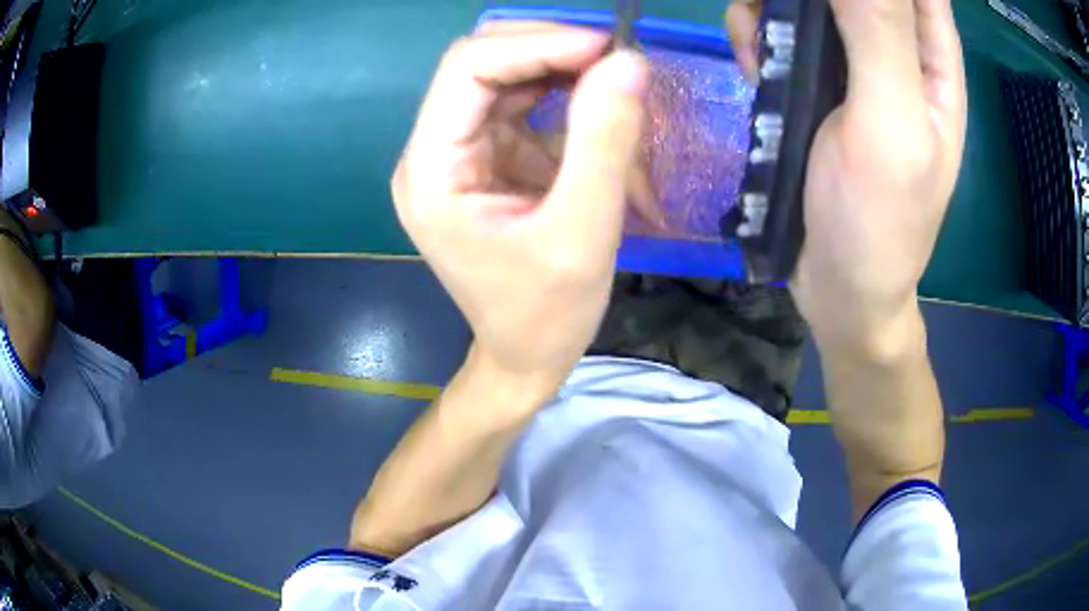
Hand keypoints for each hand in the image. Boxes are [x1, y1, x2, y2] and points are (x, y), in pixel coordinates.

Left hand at [392, 22, 648, 388]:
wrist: (526, 357)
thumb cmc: (547, 315)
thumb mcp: (583, 234)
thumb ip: (604, 143)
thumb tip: (627, 63)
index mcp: (431, 171)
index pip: (468, 69)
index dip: (537, 44)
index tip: (606, 48)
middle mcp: (432, 153)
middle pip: (479, 64)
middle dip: (548, 48)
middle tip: (615, 57)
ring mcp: (457, 154)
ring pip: (501, 77)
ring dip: (558, 66)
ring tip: (614, 76)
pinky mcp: (484, 160)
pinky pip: (519, 104)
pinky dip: (561, 93)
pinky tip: (597, 102)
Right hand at [726, 0, 966, 356]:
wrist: (839, 287)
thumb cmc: (881, 221)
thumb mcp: (891, 124)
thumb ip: (880, 32)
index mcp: (931, 60)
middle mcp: (894, 50)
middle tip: (781, 8)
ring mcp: (850, 65)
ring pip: (808, 2)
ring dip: (774, 7)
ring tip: (760, 46)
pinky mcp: (813, 84)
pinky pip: (781, 31)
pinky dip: (758, 33)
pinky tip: (754, 64)